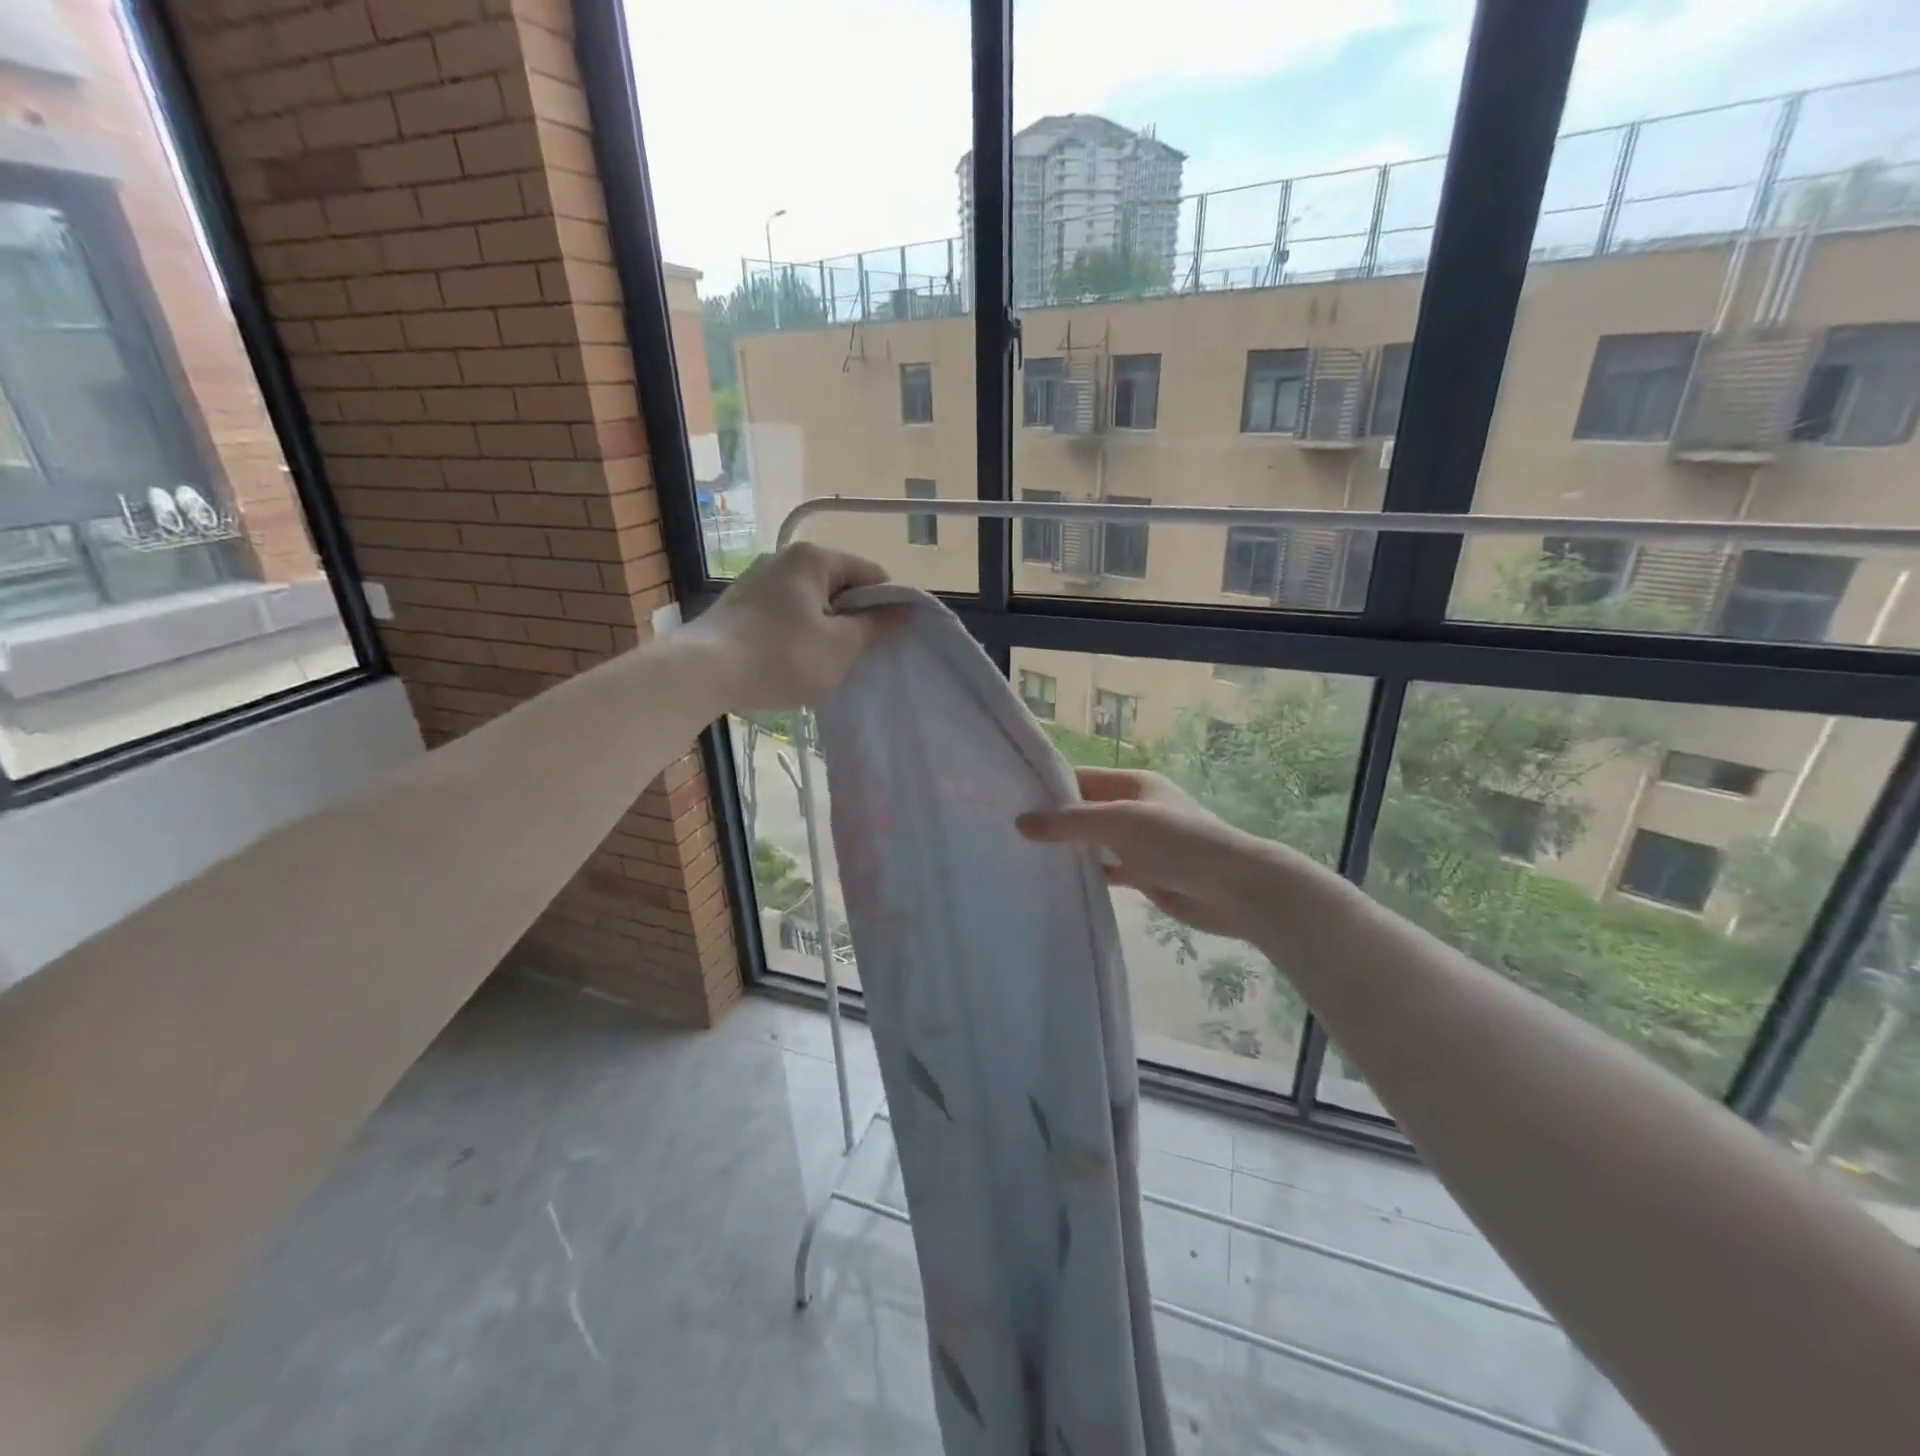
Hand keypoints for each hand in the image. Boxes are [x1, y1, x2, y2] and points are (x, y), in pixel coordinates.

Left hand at [687, 543, 906, 712]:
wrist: (702, 673)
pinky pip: (785, 614)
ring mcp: (758, 580)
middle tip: (854, 657)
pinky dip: (797, 635)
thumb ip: (877, 626)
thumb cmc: (781, 656)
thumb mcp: (840, 646)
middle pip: (840, 587)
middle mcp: (784, 558)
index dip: (887, 607)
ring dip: (825, 631)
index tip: (886, 641)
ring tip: (822, 665)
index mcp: (814, 559)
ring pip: (812, 603)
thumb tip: (907, 609)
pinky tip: (791, 663)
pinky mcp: (739, 604)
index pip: (871, 575)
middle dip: (853, 620)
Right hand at [1017, 768, 1278, 941]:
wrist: (1235, 889)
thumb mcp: (1121, 823)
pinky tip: (1058, 883)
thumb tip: (1020, 822)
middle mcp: (1134, 809)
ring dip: (1067, 849)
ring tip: (1023, 856)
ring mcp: (1140, 843)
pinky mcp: (1145, 874)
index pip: (1080, 779)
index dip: (1047, 787)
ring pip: (1094, 842)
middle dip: (1052, 820)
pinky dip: (1086, 874)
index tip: (1010, 799)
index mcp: (1133, 784)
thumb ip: (1070, 823)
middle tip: (1008, 832)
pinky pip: (1107, 870)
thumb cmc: (1178, 843)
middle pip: (1084, 810)